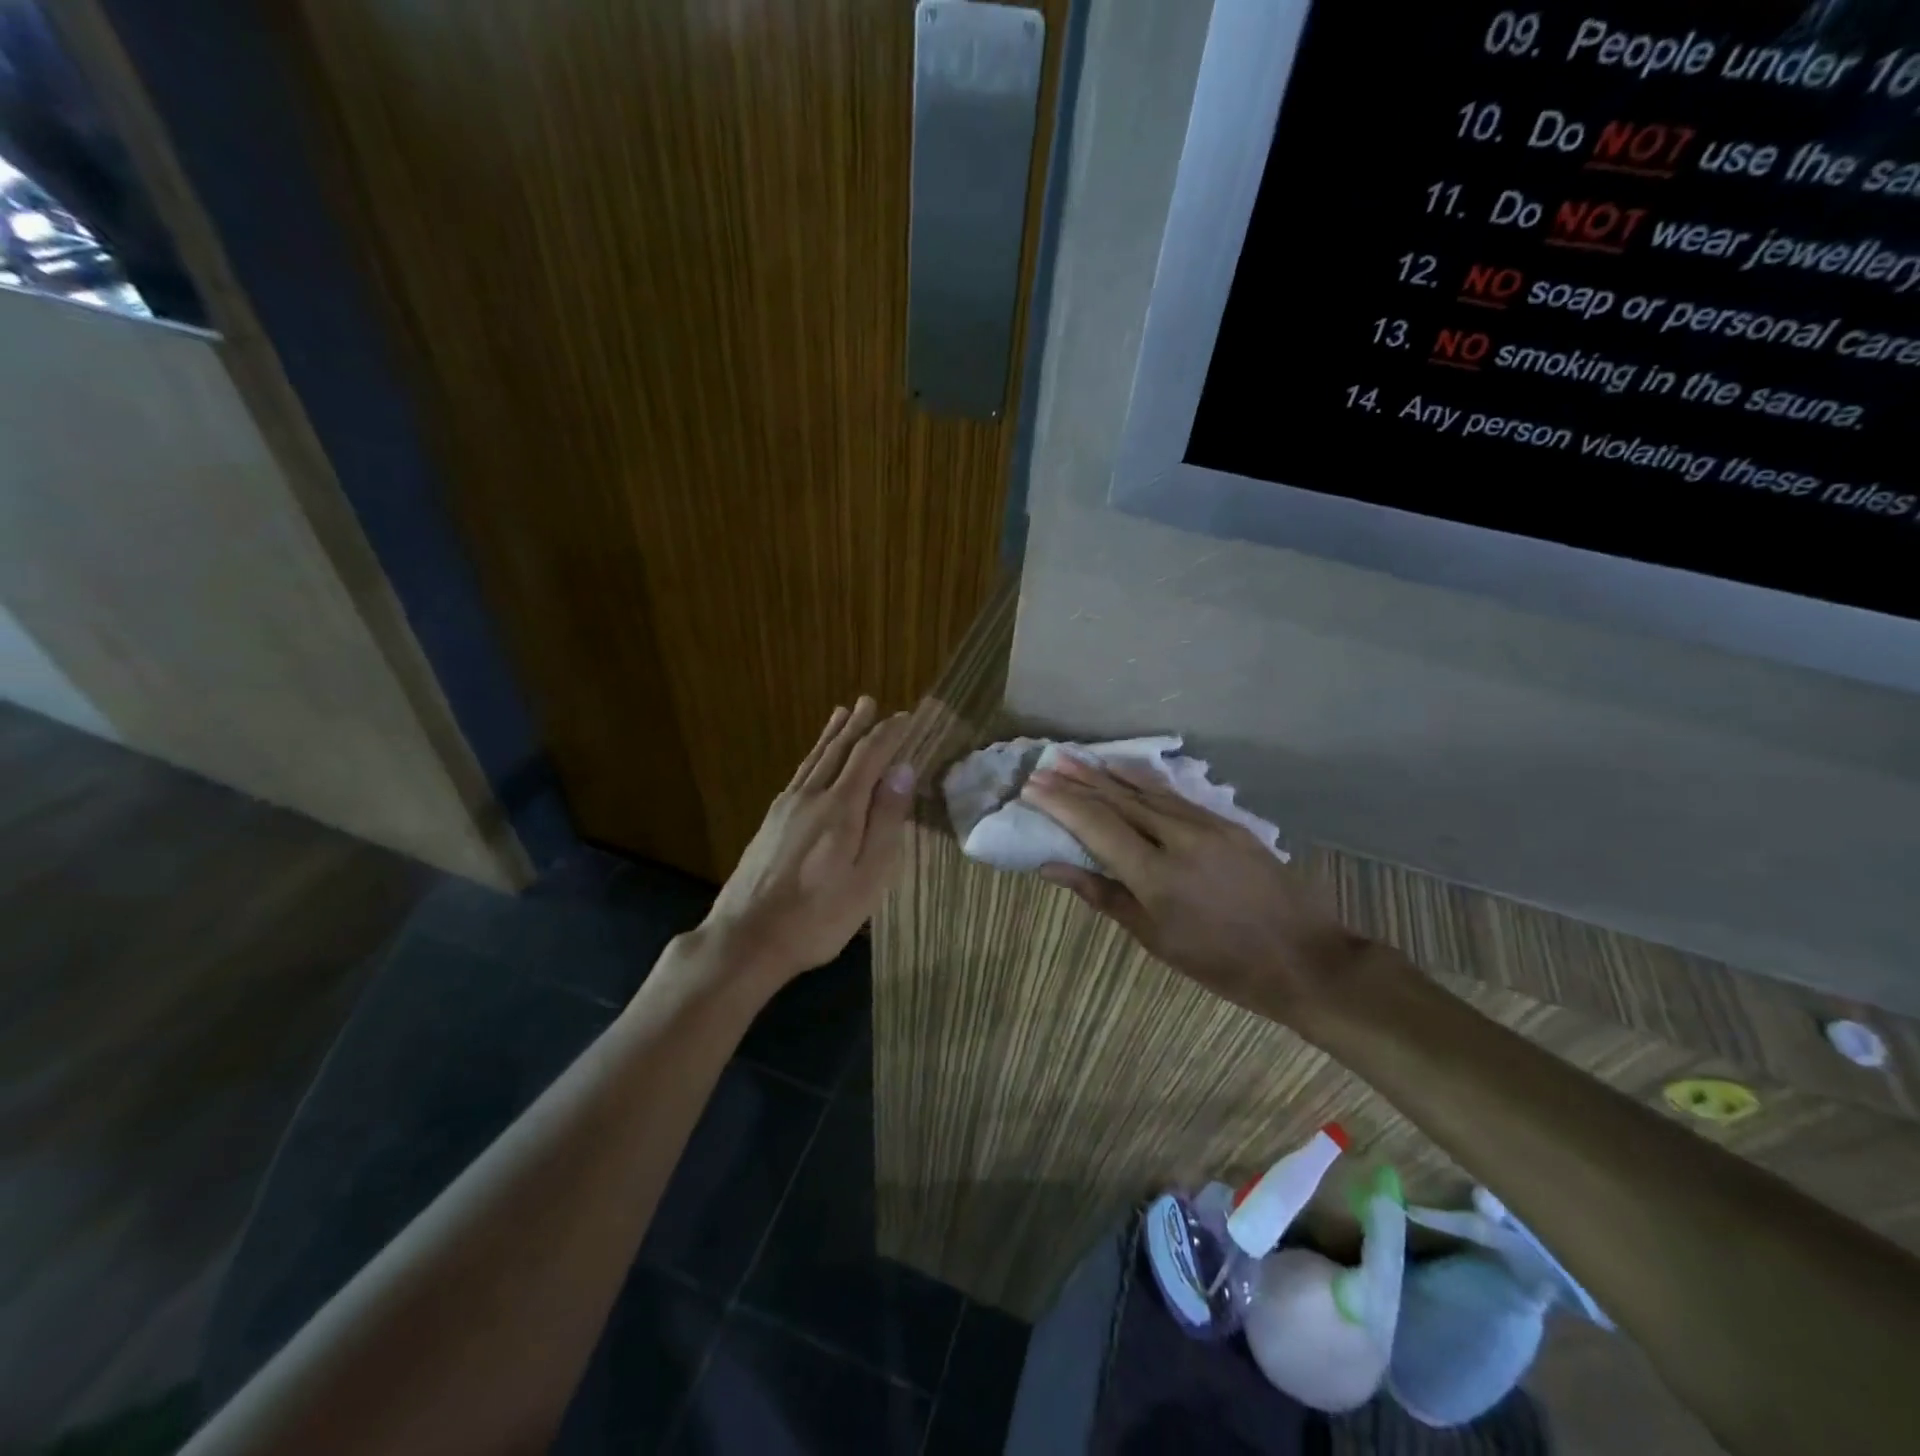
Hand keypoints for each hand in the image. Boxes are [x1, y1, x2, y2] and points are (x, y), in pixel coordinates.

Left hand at [698, 697, 915, 988]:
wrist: (746, 937)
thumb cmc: (819, 915)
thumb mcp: (868, 876)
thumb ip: (886, 820)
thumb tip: (903, 770)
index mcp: (840, 808)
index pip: (869, 756)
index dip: (889, 735)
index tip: (906, 718)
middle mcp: (811, 797)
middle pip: (838, 751)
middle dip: (857, 725)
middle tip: (869, 701)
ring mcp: (786, 808)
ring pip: (814, 760)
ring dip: (832, 735)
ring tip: (842, 713)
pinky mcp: (771, 823)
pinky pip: (799, 775)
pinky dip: (812, 757)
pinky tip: (813, 761)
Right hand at [1021, 757, 1370, 1025]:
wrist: (1305, 959)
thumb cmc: (1221, 964)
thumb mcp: (1156, 939)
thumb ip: (1103, 896)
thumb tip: (1053, 867)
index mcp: (1155, 875)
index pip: (1097, 826)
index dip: (1061, 804)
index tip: (1031, 788)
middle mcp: (1178, 838)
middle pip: (1118, 800)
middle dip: (1077, 780)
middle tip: (1044, 764)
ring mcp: (1207, 825)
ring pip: (1146, 791)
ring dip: (1106, 774)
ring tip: (1074, 759)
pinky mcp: (1227, 823)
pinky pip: (1174, 796)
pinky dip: (1142, 781)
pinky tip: (1125, 770)